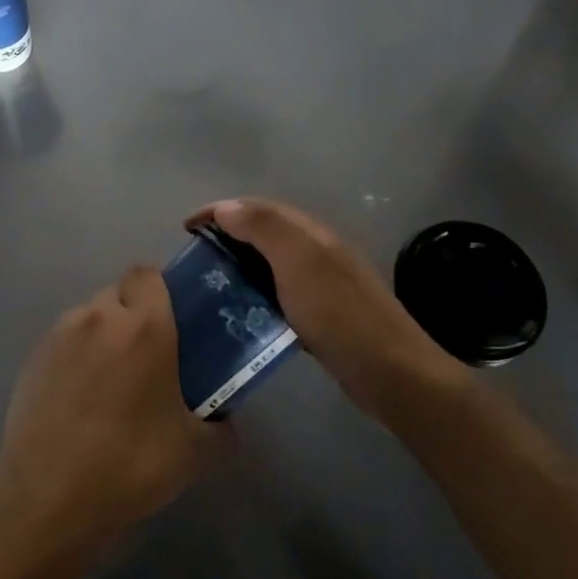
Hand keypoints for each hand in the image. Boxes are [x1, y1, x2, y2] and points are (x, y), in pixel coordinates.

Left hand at [0, 266, 229, 559]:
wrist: (47, 496)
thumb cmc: (129, 464)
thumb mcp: (194, 453)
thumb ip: (221, 430)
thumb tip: (227, 424)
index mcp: (144, 326)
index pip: (148, 274)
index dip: (160, 291)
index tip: (171, 322)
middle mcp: (100, 317)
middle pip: (119, 294)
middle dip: (133, 315)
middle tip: (148, 357)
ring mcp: (61, 334)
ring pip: (90, 316)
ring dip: (103, 335)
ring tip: (111, 382)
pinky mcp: (33, 357)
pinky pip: (65, 342)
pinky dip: (76, 357)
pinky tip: (80, 400)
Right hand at [187, 197, 467, 415]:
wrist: (392, 372)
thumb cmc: (339, 313)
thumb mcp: (298, 261)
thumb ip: (263, 227)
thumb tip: (226, 207)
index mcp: (310, 231)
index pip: (257, 206)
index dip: (219, 210)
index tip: (185, 228)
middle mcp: (317, 249)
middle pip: (264, 230)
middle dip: (227, 234)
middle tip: (195, 256)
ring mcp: (322, 282)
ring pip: (271, 261)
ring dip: (240, 264)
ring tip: (211, 283)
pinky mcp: (323, 313)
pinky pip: (280, 291)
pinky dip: (256, 292)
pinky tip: (244, 312)